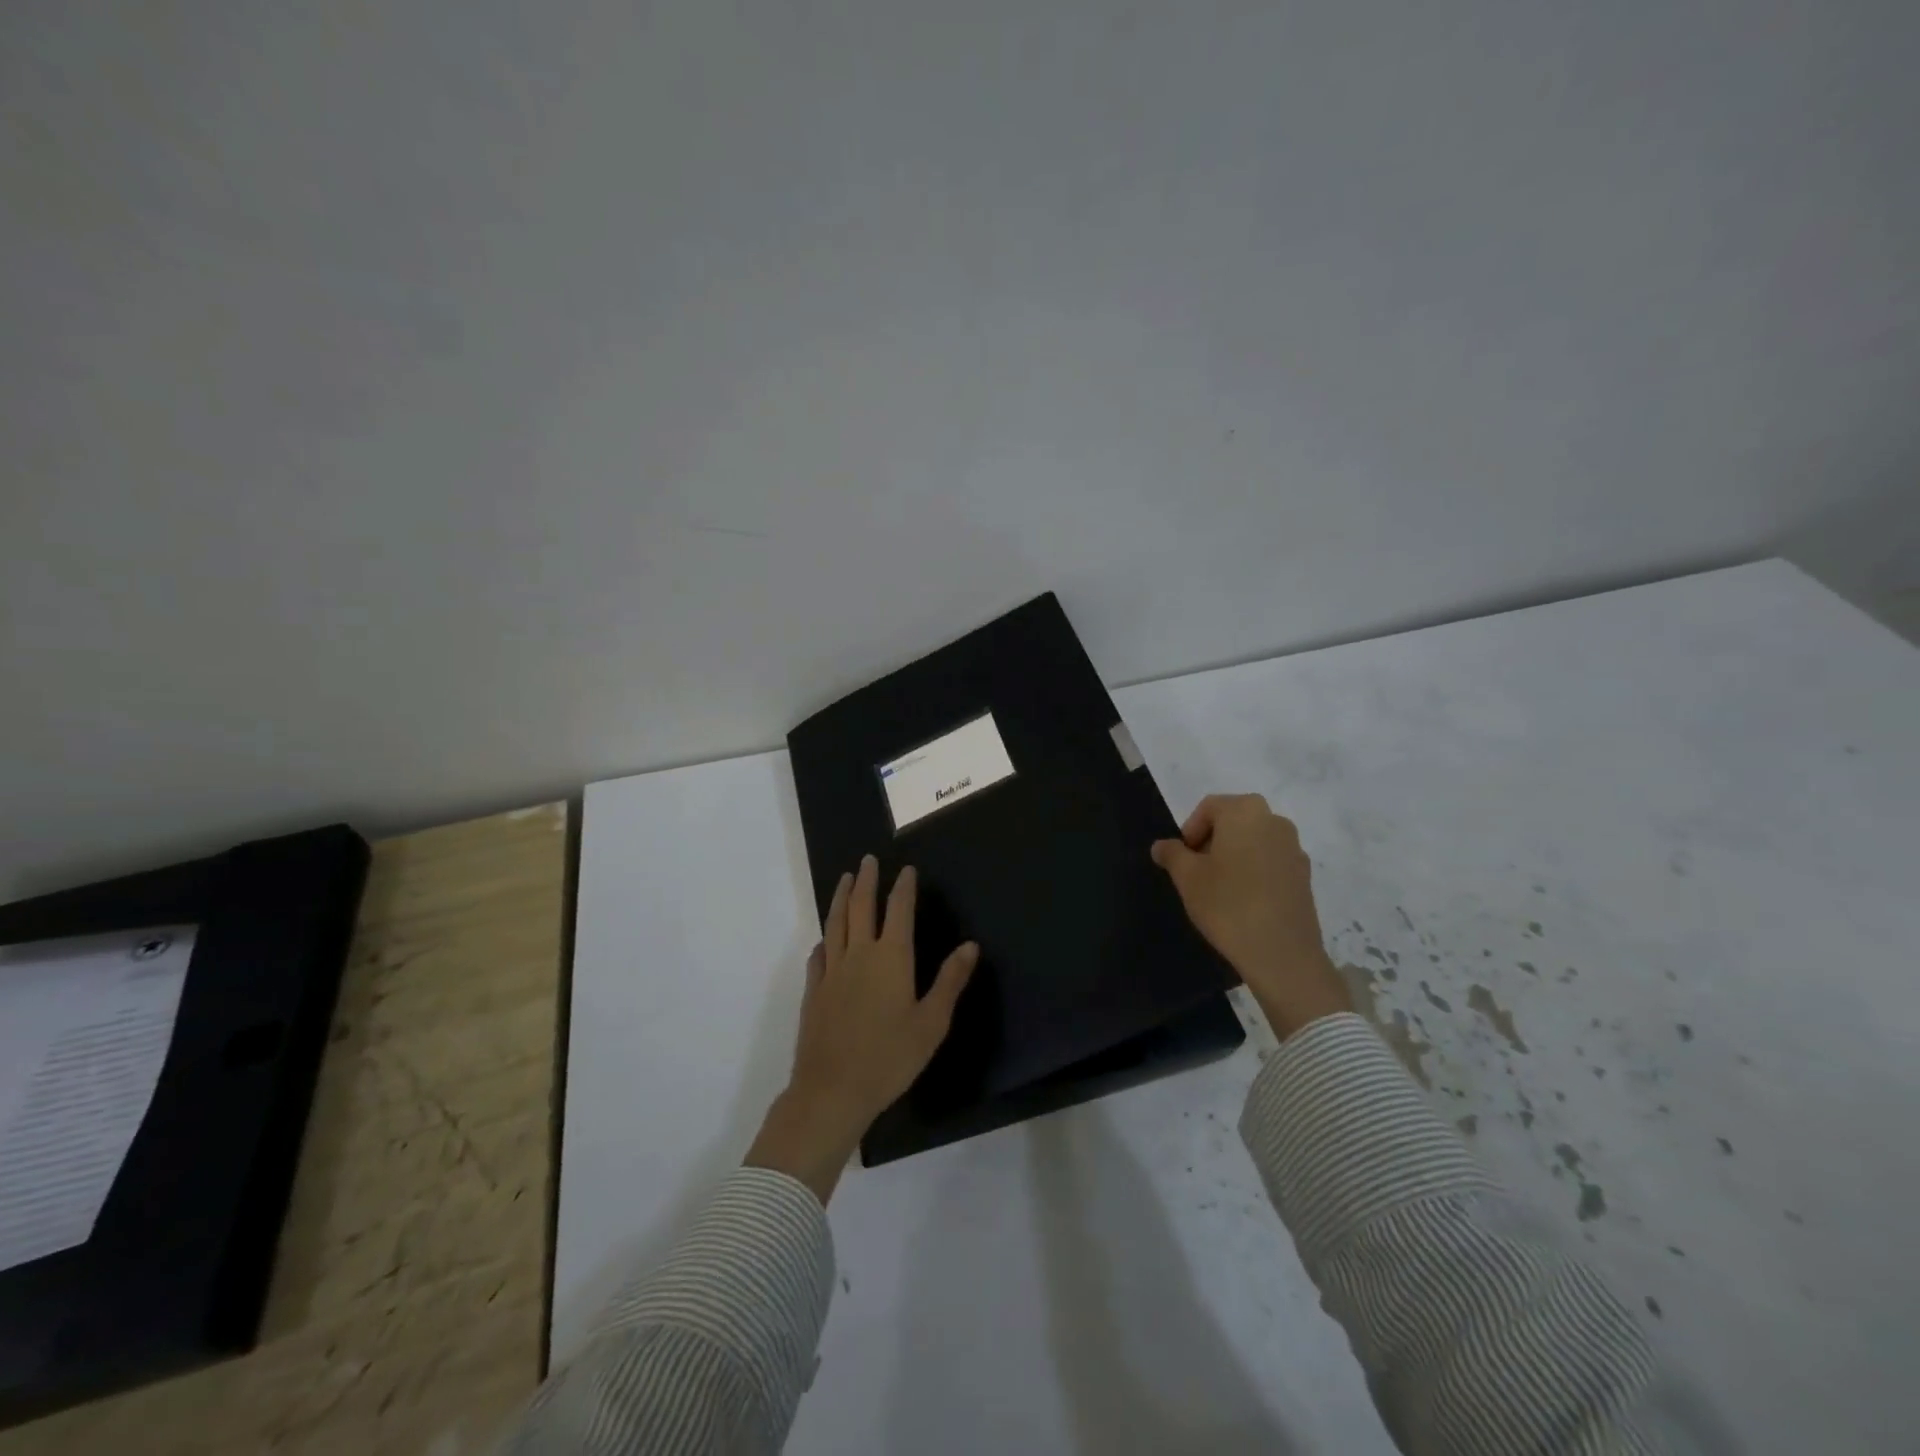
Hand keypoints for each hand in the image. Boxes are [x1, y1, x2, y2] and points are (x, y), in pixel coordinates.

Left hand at [745, 855, 978, 1201]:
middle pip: (861, 907)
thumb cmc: (890, 1058)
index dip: (903, 887)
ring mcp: (832, 972)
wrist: (832, 1090)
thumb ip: (950, 981)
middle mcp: (859, 955)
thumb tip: (971, 945)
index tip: (906, 869)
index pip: (898, 911)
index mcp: (891, 959)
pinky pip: (818, 956)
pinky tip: (824, 941)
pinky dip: (824, 941)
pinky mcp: (813, 992)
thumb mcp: (931, 1023)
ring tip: (844, 880)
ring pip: (836, 924)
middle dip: (866, 881)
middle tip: (868, 860)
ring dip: (841, 899)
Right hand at [1151, 794, 1351, 1039]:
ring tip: (1221, 888)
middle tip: (1197, 872)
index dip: (1190, 831)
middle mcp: (1274, 820)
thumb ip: (1172, 854)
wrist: (1281, 953)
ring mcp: (1294, 848)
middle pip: (1234, 821)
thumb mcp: (1187, 878)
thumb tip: (1162, 845)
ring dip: (1234, 856)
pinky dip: (1255, 871)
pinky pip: (1271, 862)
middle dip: (1212, 841)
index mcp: (1244, 811)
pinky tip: (1245, 900)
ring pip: (1254, 841)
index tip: (1182, 860)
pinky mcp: (1304, 874)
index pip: (1209, 808)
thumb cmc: (1227, 904)